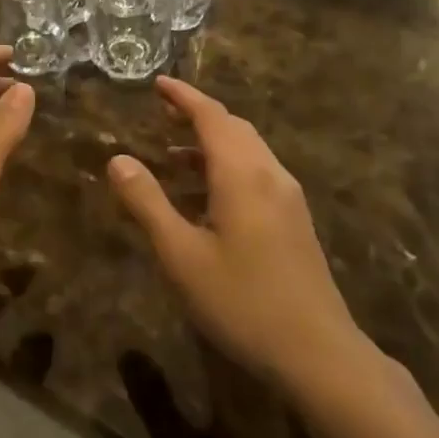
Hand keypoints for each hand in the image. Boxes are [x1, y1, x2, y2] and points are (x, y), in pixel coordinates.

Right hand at [109, 77, 369, 394]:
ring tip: (172, 155)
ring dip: (211, 143)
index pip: (211, 116)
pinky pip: (256, 173)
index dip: (183, 96)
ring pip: (247, 151)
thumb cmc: (242, 302)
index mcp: (241, 173)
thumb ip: (148, 203)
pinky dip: (226, 166)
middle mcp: (269, 174)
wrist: (320, 355)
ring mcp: (288, 198)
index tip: (157, 82)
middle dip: (197, 115)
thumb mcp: (182, 255)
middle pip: (232, 127)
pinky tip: (206, 198)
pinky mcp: (294, 221)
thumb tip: (118, 159)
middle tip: (162, 112)